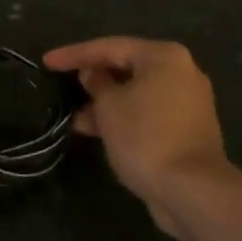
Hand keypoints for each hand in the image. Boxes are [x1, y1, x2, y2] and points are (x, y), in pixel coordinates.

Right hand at [43, 38, 236, 238]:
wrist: (194, 193)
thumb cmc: (146, 137)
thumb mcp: (109, 106)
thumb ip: (97, 83)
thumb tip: (92, 74)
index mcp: (164, 56)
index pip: (110, 47)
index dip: (74, 54)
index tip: (47, 62)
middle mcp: (181, 72)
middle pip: (127, 68)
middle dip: (94, 79)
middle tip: (64, 85)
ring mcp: (189, 103)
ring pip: (137, 94)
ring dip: (107, 104)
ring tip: (76, 118)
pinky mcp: (189, 130)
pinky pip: (149, 114)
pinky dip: (125, 118)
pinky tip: (99, 132)